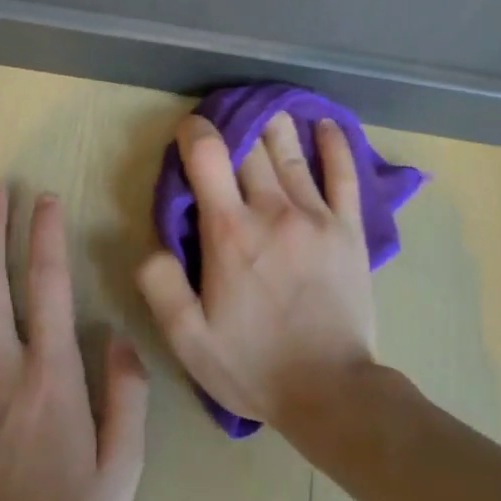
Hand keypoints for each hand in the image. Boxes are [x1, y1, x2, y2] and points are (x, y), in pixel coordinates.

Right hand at [136, 112, 377, 429]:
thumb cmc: (252, 365)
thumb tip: (151, 244)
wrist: (331, 390)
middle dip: (234, 127)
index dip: (195, 132)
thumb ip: (160, 286)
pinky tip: (326, 125)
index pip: (208, 155)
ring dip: (275, 126)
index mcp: (229, 232)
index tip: (189, 131)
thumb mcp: (187, 339)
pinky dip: (335, 145)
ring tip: (266, 110)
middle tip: (226, 122)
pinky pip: (345, 175)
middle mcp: (272, 211)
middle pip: (251, 147)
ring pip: (292, 153)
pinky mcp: (350, 230)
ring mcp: (316, 217)